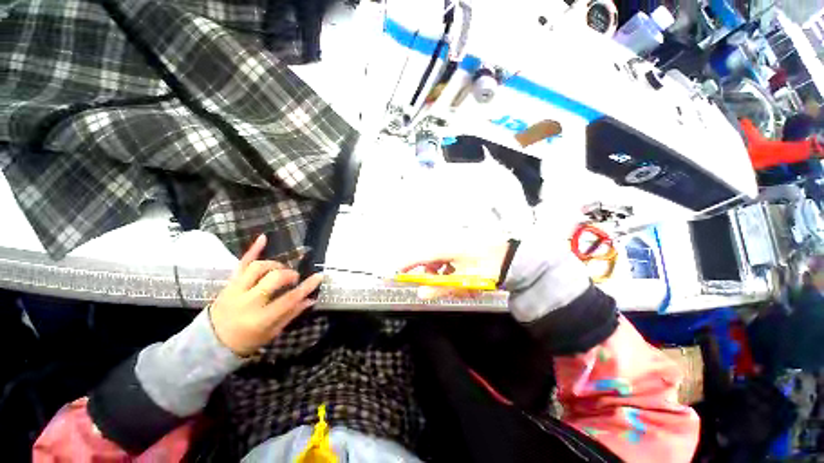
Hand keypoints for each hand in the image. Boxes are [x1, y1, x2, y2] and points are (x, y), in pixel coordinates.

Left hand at [210, 235, 323, 356]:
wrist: (211, 342)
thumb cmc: (246, 340)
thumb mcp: (271, 332)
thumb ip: (291, 314)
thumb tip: (311, 299)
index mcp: (261, 318)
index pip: (289, 298)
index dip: (306, 286)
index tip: (319, 276)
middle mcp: (248, 301)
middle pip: (274, 278)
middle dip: (289, 275)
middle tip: (293, 278)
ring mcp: (236, 290)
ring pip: (258, 267)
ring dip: (275, 265)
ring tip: (280, 270)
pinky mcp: (229, 283)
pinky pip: (241, 263)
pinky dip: (253, 249)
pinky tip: (263, 238)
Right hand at [400, 242, 508, 298]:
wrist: (510, 257)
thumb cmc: (485, 268)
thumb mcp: (463, 282)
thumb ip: (440, 288)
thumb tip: (422, 293)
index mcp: (445, 249)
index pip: (418, 256)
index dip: (406, 265)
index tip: (397, 274)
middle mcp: (447, 242)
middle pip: (428, 258)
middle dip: (430, 272)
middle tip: (436, 284)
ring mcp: (455, 242)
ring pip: (439, 258)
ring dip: (441, 271)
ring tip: (454, 282)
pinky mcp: (462, 243)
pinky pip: (449, 255)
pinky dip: (450, 266)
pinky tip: (461, 274)